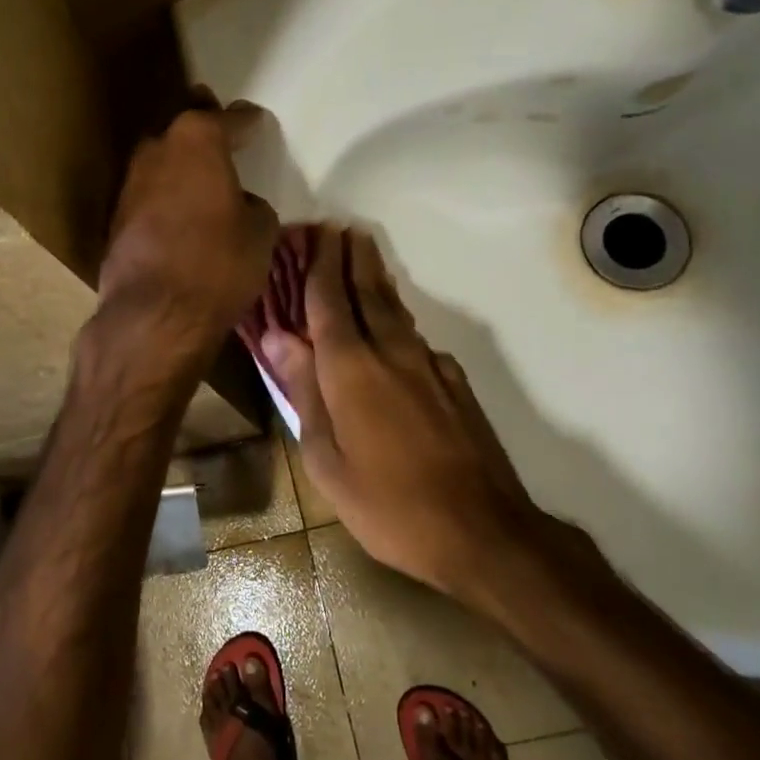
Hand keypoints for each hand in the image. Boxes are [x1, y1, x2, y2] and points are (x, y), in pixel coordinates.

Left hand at [95, 98, 278, 377]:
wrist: (155, 315)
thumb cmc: (219, 264)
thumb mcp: (260, 233)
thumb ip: (252, 206)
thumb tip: (241, 204)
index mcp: (197, 140)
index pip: (227, 119)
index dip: (245, 121)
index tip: (255, 121)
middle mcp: (157, 150)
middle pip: (181, 126)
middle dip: (201, 122)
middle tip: (217, 125)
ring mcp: (130, 183)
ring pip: (159, 158)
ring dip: (178, 161)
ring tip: (198, 170)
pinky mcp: (116, 218)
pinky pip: (148, 193)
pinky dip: (164, 193)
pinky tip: (177, 207)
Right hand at [262, 227, 597, 599]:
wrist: (482, 531)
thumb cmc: (387, 504)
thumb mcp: (326, 459)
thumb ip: (304, 391)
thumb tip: (278, 337)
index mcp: (351, 368)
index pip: (328, 300)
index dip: (319, 264)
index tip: (314, 232)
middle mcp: (391, 352)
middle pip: (367, 291)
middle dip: (351, 257)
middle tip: (340, 229)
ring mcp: (429, 365)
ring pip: (396, 309)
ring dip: (375, 279)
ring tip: (363, 257)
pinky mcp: (454, 382)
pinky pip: (416, 337)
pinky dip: (398, 318)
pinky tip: (394, 328)